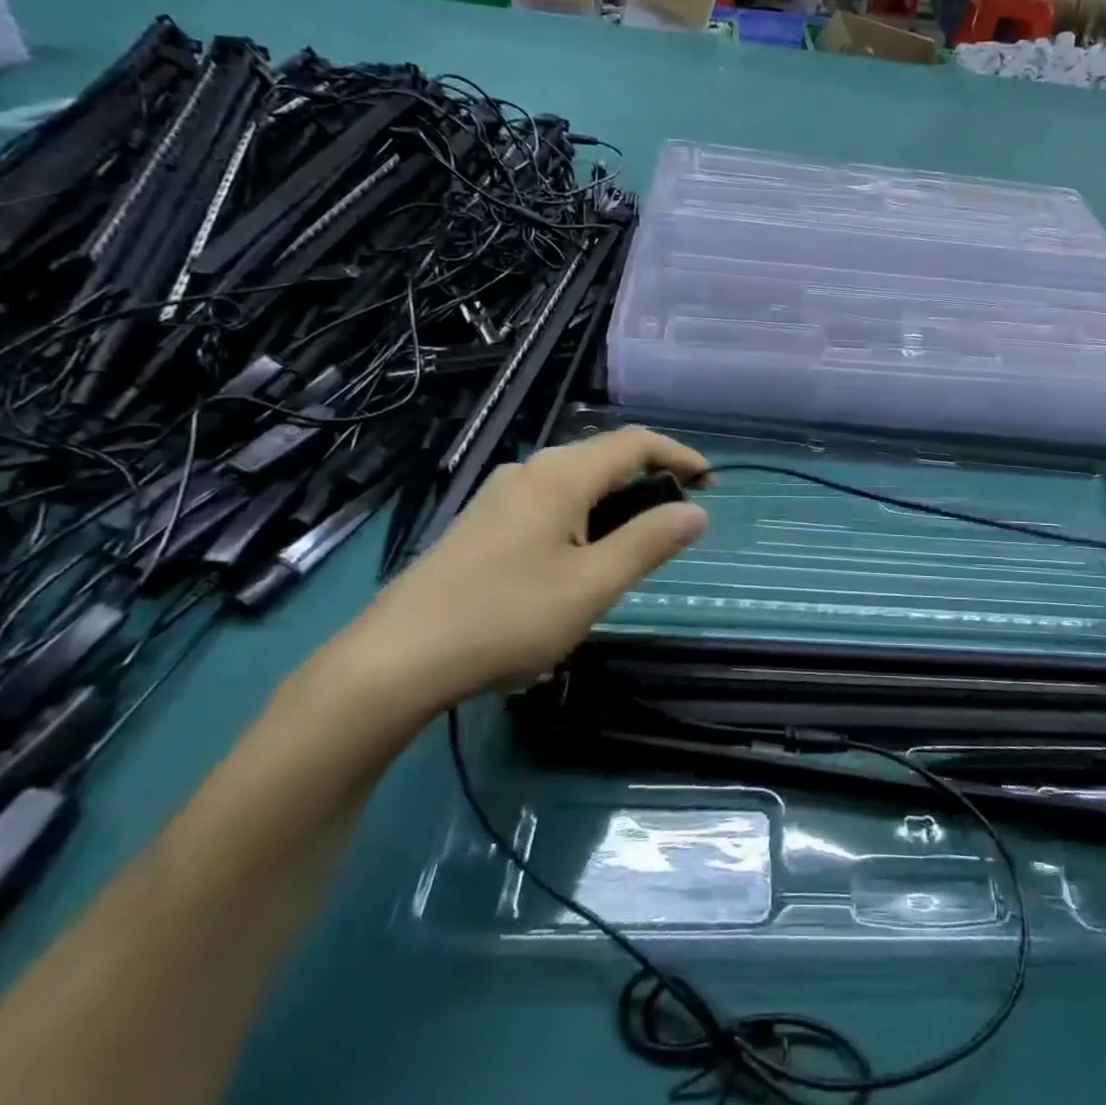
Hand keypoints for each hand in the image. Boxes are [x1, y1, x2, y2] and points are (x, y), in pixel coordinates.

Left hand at [338, 427, 709, 717]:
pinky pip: (549, 504)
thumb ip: (649, 543)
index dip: (679, 455)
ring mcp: (500, 496)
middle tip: (678, 521)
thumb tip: (696, 511)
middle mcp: (530, 471)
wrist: (394, 660)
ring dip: (615, 503)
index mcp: (561, 475)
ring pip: (575, 484)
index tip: (712, 482)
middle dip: (649, 480)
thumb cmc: (505, 618)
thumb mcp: (592, 586)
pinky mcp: (481, 524)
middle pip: (604, 459)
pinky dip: (583, 519)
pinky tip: (577, 563)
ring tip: (634, 549)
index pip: (635, 443)